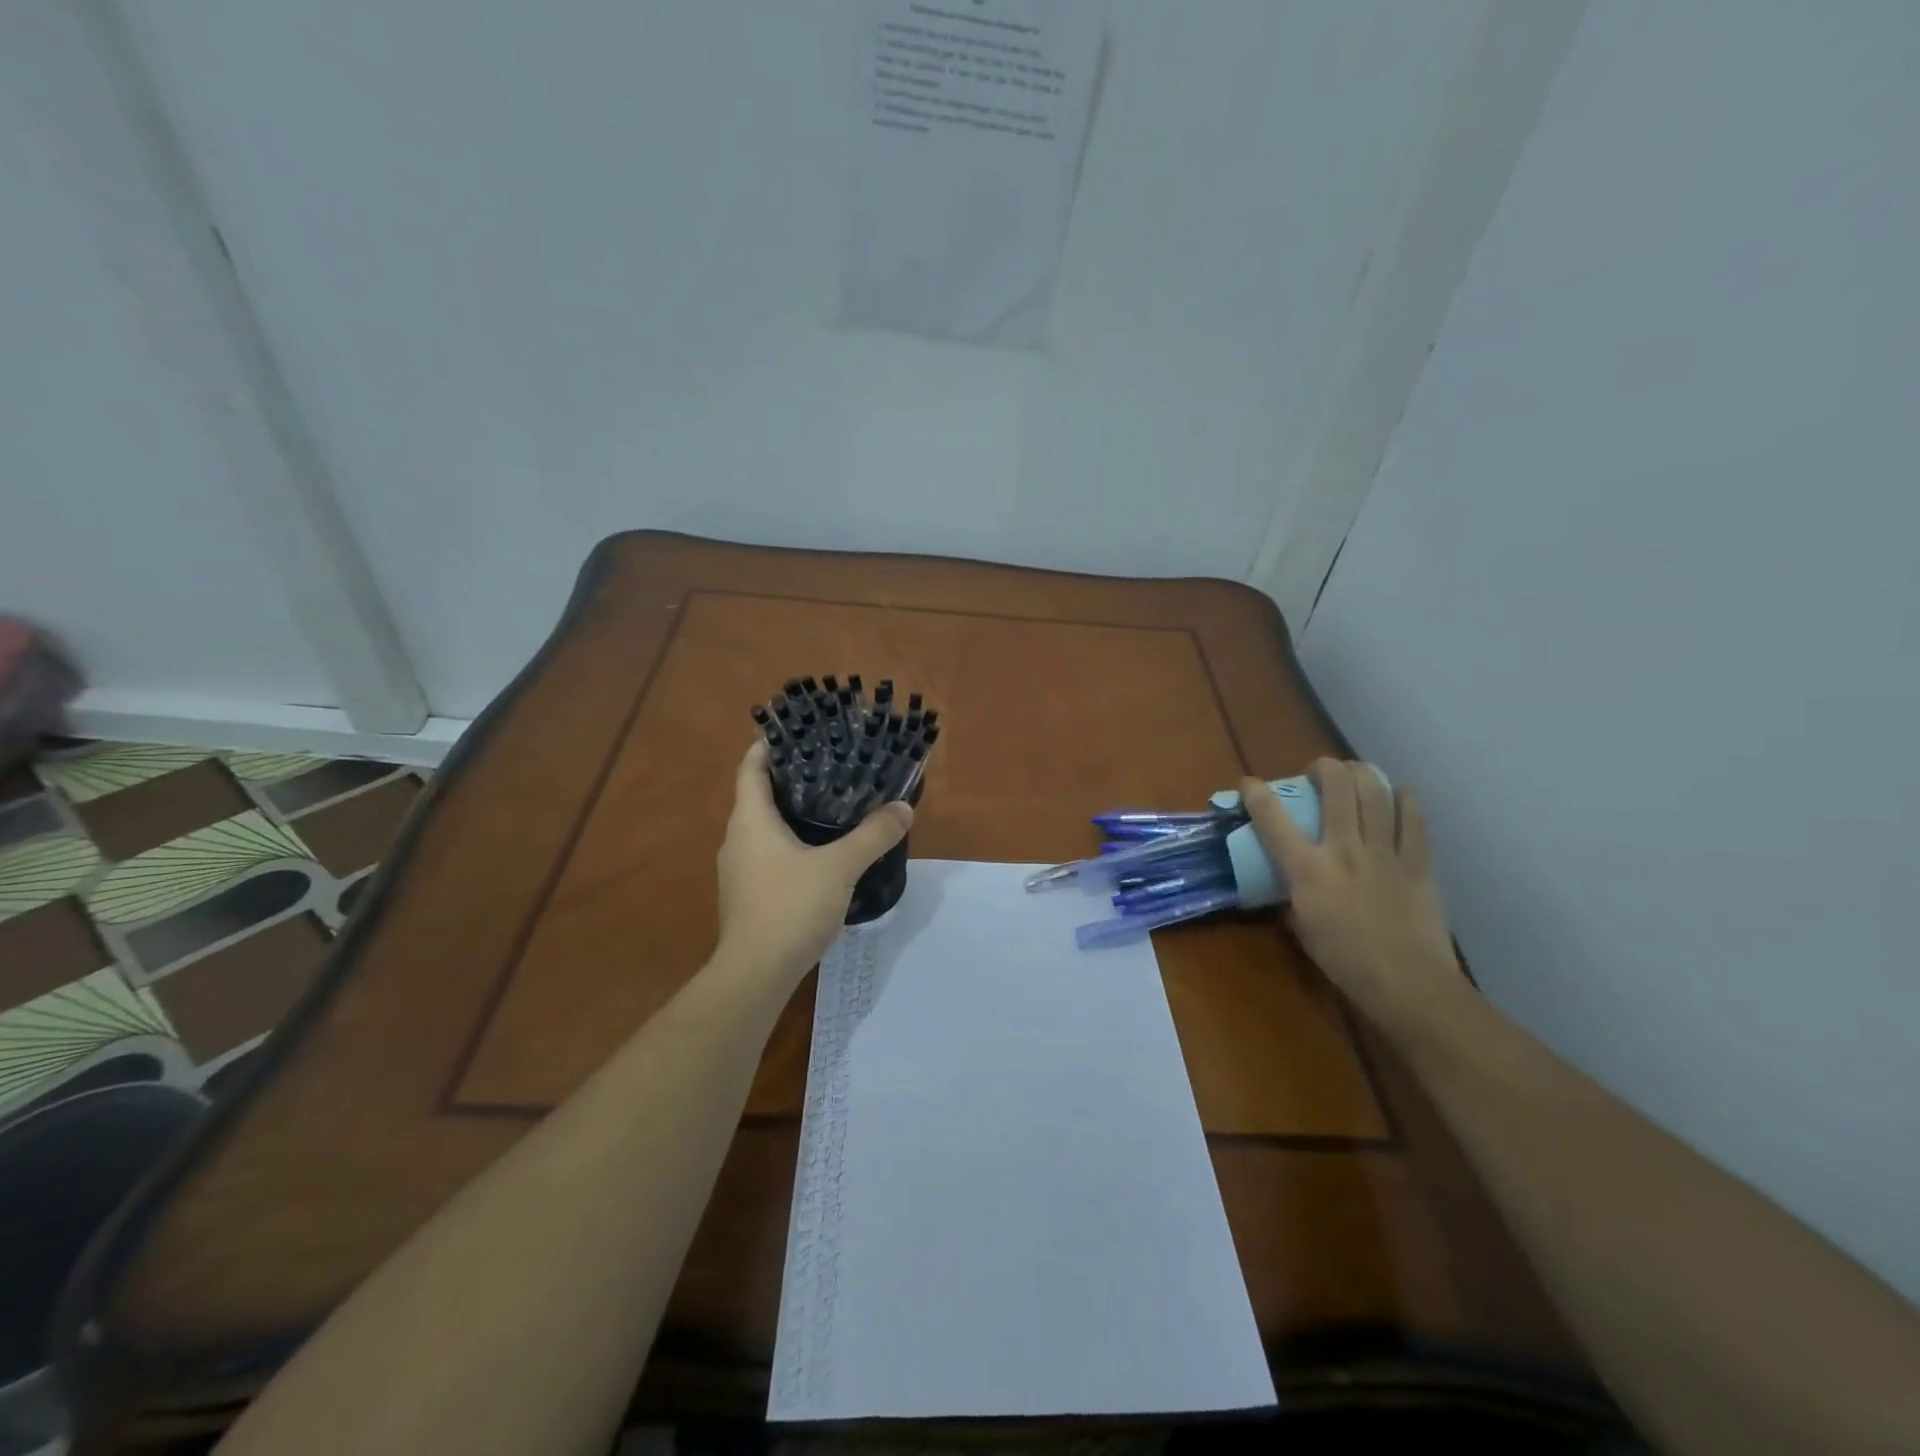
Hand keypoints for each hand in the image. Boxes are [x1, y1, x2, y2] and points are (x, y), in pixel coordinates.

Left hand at [716, 741, 913, 984]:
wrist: (755, 975)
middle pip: (758, 795)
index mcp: (750, 820)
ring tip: (832, 805)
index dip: (769, 746)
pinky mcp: (747, 895)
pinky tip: (821, 853)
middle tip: (830, 766)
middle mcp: (737, 839)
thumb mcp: (840, 867)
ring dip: (791, 812)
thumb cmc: (790, 908)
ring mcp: (739, 870)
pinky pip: (767, 854)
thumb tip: (903, 809)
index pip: (751, 768)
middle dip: (791, 778)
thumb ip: (873, 836)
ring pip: (764, 827)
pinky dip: (790, 842)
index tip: (797, 732)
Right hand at [1241, 758, 1461, 1023]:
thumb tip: (1290, 887)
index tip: (1248, 783)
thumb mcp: (1301, 928)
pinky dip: (1405, 800)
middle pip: (1337, 787)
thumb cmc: (1343, 961)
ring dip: (1362, 773)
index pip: (1272, 818)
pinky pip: (1413, 820)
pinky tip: (1399, 794)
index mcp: (1307, 869)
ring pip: (1375, 793)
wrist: (1406, 983)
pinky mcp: (1417, 863)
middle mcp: (1344, 850)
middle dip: (1323, 767)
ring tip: (1355, 773)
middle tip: (1317, 772)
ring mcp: (1384, 852)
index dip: (1256, 793)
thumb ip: (1293, 898)